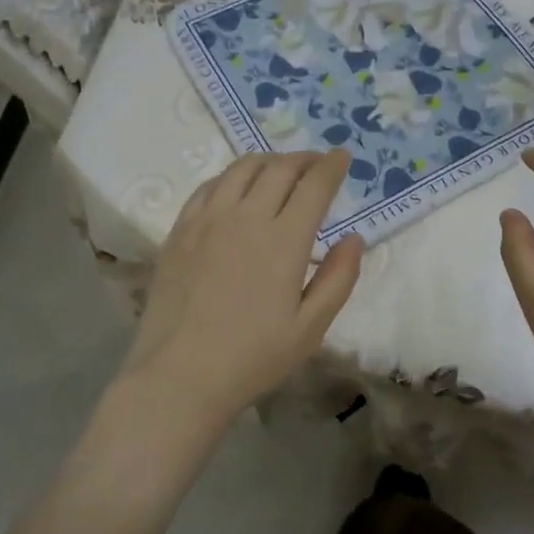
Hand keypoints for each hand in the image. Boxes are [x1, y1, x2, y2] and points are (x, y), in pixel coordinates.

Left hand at [122, 151, 362, 426]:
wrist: (179, 376)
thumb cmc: (252, 357)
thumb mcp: (311, 328)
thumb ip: (339, 279)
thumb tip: (354, 238)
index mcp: (284, 241)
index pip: (314, 185)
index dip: (332, 166)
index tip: (343, 156)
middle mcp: (246, 217)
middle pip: (280, 168)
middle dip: (305, 158)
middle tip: (318, 163)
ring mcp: (208, 220)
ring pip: (243, 169)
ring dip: (270, 161)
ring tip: (282, 169)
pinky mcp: (180, 230)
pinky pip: (210, 185)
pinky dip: (233, 176)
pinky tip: (238, 187)